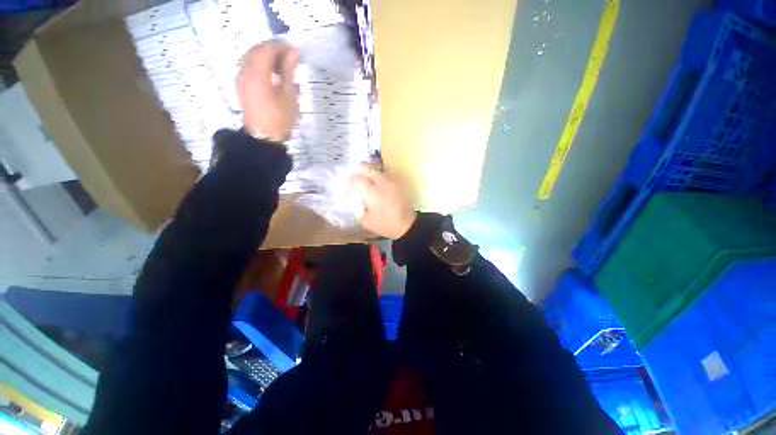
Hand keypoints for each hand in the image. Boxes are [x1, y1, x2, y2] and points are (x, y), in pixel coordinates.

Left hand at [237, 42, 299, 142]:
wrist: (264, 138)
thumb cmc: (280, 119)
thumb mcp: (289, 95)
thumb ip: (289, 71)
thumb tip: (293, 52)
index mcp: (257, 73)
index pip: (267, 49)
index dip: (280, 47)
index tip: (294, 52)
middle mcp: (245, 71)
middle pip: (256, 50)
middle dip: (272, 50)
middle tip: (289, 59)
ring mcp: (241, 79)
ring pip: (250, 57)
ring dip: (265, 57)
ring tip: (282, 67)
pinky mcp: (241, 86)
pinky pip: (248, 67)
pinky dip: (259, 65)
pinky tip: (271, 75)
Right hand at [349, 165, 416, 238]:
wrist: (406, 225)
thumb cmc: (385, 224)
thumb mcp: (366, 221)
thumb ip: (358, 207)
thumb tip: (355, 198)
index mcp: (373, 193)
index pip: (356, 179)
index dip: (350, 182)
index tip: (349, 189)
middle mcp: (382, 183)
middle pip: (367, 168)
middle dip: (359, 172)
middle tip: (356, 180)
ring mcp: (392, 180)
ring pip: (377, 168)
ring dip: (369, 172)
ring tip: (367, 181)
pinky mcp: (398, 182)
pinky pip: (385, 173)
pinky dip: (378, 175)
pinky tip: (377, 184)